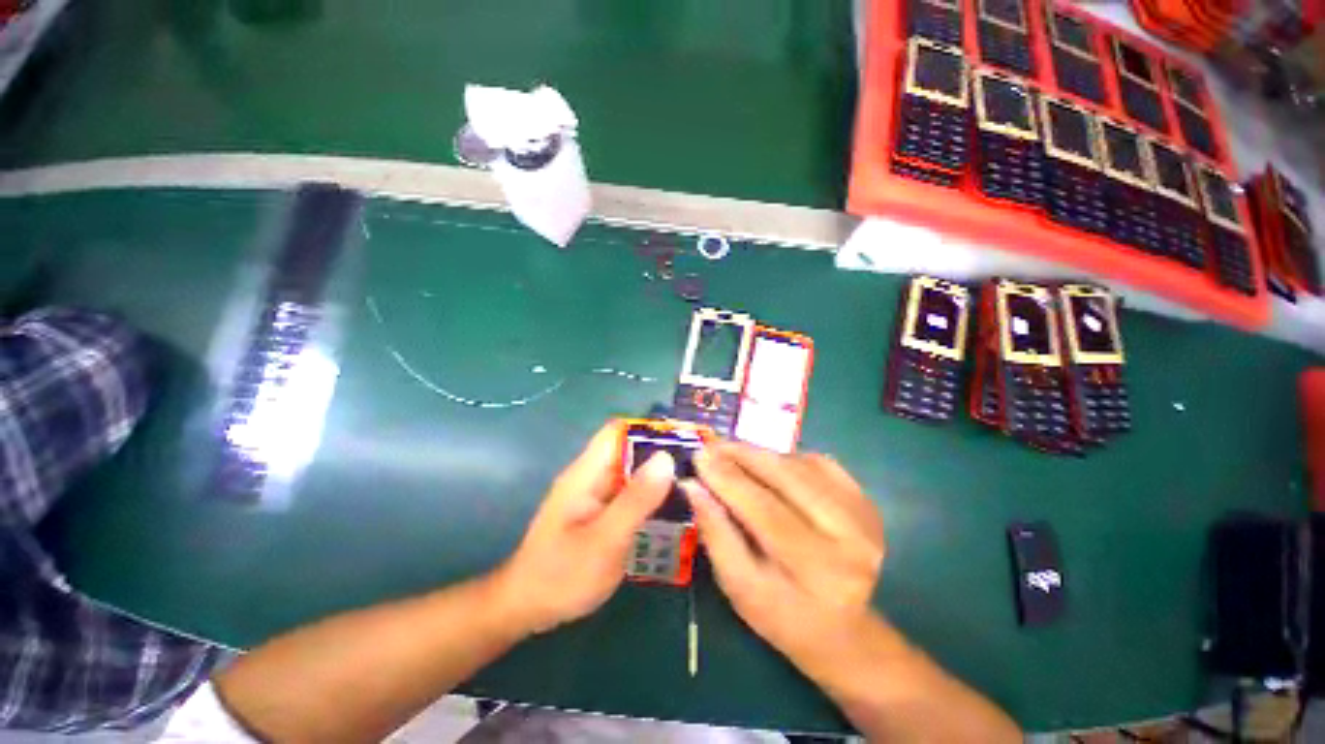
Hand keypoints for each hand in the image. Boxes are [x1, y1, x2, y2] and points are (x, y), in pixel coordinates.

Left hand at [492, 421, 673, 634]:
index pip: (618, 431)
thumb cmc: (561, 575)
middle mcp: (592, 477)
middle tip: (698, 468)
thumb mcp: (605, 539)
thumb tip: (666, 458)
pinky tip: (672, 511)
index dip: (649, 429)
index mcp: (587, 472)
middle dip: (662, 455)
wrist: (526, 609)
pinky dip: (650, 497)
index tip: (683, 439)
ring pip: (632, 474)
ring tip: (694, 486)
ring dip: (659, 478)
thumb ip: (636, 500)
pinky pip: (630, 495)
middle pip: (630, 451)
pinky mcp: (600, 512)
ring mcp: (596, 495)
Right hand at [687, 442, 884, 668]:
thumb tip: (693, 486)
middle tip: (712, 445)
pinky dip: (786, 458)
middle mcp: (851, 537)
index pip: (766, 510)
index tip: (699, 456)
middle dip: (744, 455)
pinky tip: (768, 465)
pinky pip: (819, 463)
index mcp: (818, 569)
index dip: (728, 479)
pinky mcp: (865, 501)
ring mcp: (864, 515)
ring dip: (762, 455)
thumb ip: (715, 533)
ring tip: (732, 454)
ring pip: (801, 465)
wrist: (842, 628)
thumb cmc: (782, 615)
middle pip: (788, 478)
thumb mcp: (739, 586)